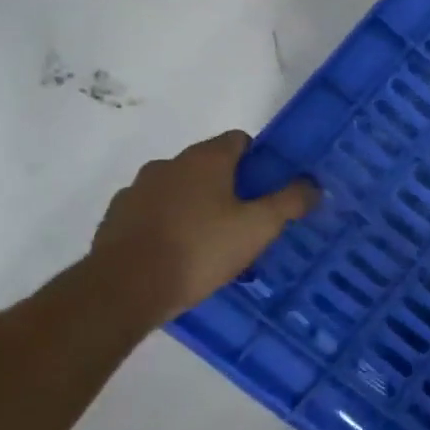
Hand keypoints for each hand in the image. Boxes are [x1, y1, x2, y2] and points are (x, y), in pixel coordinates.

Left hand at [90, 131, 318, 319]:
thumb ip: (289, 202)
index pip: (239, 140)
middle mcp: (169, 164)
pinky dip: (167, 225)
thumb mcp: (258, 228)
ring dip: (196, 206)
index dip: (258, 160)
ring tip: (211, 244)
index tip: (268, 189)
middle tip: (246, 221)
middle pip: (208, 165)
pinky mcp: (116, 218)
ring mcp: (137, 190)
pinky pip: (153, 213)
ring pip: (179, 190)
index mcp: (205, 159)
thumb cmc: (200, 250)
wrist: (124, 288)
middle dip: (229, 187)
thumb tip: (312, 184)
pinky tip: (177, 256)